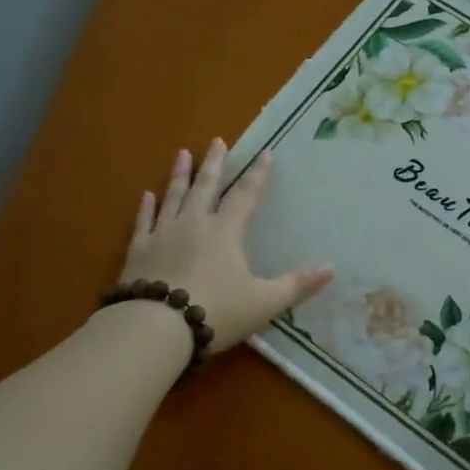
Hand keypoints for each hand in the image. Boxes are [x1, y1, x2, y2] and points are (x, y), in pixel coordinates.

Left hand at [118, 139, 332, 352]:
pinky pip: (143, 222)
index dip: (257, 175)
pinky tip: (147, 195)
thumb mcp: (265, 302)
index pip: (245, 196)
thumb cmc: (217, 312)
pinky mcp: (138, 250)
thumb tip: (331, 268)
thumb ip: (296, 285)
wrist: (156, 328)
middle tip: (217, 141)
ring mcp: (162, 234)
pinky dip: (146, 207)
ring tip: (183, 154)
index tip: (265, 153)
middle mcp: (194, 224)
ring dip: (179, 175)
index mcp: (225, 232)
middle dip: (214, 163)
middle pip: (206, 186)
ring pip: (173, 196)